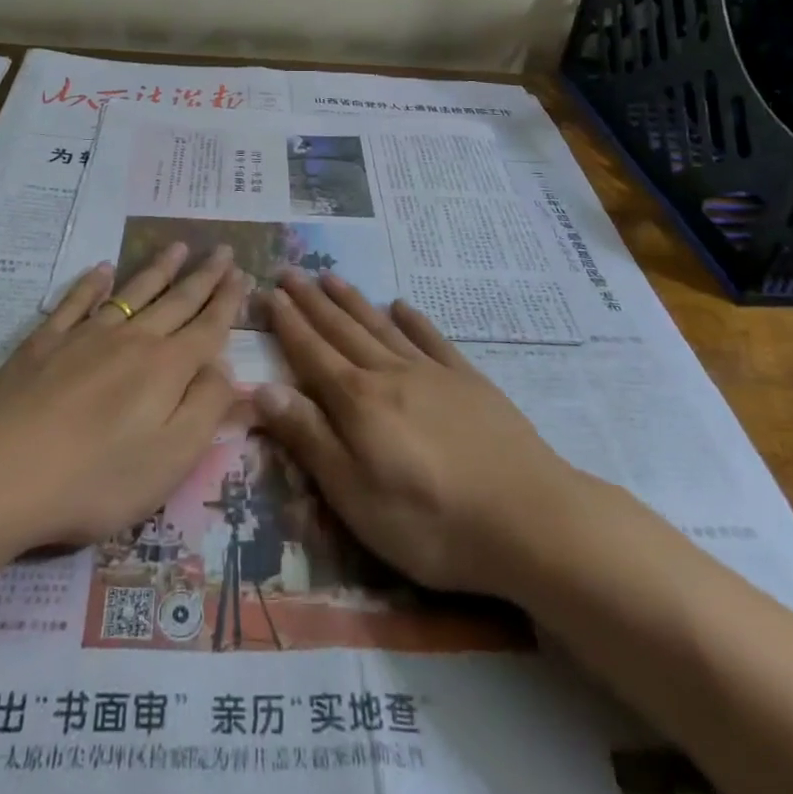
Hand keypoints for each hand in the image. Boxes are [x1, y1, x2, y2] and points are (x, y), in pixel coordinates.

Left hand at [0, 243, 249, 554]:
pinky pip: (75, 303)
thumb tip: (226, 369)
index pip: (208, 328)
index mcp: (167, 369)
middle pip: (176, 301)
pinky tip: (101, 269)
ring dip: (158, 269)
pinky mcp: (45, 343)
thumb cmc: (96, 478)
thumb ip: (206, 409)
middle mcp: (133, 340)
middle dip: (204, 276)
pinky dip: (91, 283)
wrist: (0, 471)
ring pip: (133, 293)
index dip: (229, 302)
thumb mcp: (171, 459)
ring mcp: (86, 336)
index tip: (244, 274)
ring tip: (178, 246)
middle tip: (223, 248)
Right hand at [253, 270, 592, 598]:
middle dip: (311, 302)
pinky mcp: (469, 382)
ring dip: (353, 301)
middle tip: (289, 272)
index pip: (311, 353)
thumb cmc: (430, 521)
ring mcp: (432, 373)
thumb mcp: (355, 495)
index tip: (267, 292)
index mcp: (358, 402)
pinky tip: (402, 305)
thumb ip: (309, 438)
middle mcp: (390, 374)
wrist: (529, 518)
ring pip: (381, 327)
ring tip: (330, 277)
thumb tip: (263, 387)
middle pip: (342, 330)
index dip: (287, 324)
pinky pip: (432, 339)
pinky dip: (413, 320)